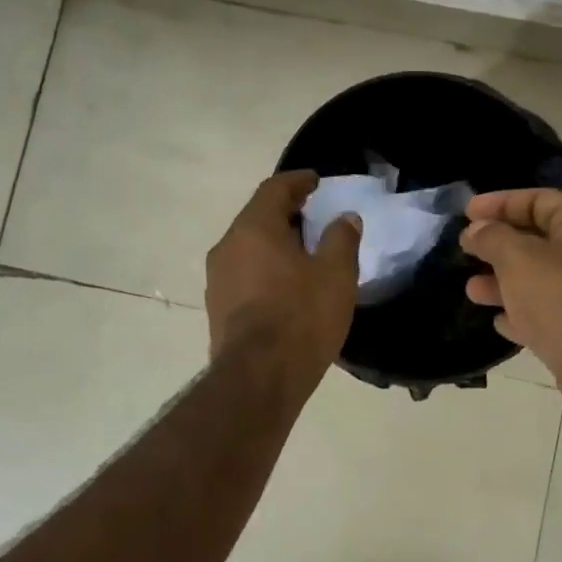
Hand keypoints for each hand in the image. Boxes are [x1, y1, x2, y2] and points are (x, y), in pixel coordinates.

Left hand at [206, 171, 361, 387]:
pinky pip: (244, 274)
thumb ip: (342, 239)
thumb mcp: (336, 275)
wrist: (258, 379)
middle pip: (258, 217)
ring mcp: (217, 279)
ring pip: (249, 247)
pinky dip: (266, 269)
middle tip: (316, 218)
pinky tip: (287, 286)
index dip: (298, 181)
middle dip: (287, 213)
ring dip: (275, 243)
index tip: (316, 181)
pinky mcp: (217, 308)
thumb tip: (344, 218)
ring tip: (305, 254)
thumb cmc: (301, 317)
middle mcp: (227, 246)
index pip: (274, 189)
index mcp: (254, 228)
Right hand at [461, 188, 561, 396]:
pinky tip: (499, 322)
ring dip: (503, 282)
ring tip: (472, 290)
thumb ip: (492, 237)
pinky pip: (545, 315)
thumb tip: (476, 230)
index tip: (468, 212)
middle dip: (499, 245)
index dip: (503, 202)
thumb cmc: (560, 297)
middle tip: (466, 250)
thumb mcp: (517, 257)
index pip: (541, 200)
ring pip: (538, 281)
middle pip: (538, 241)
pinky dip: (521, 314)